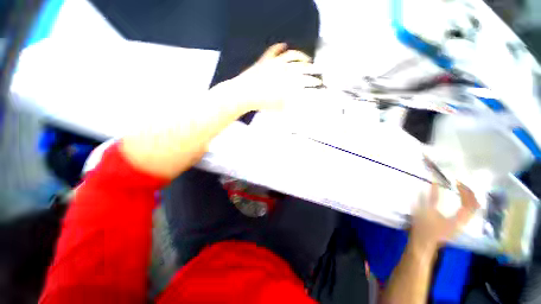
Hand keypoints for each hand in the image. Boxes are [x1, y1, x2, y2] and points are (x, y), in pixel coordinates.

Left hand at [218, 43, 322, 111]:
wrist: (243, 94)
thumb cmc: (261, 102)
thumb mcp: (278, 106)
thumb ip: (290, 103)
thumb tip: (298, 103)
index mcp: (287, 80)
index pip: (306, 79)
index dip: (314, 81)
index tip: (320, 83)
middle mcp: (284, 68)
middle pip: (302, 65)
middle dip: (312, 68)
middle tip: (317, 70)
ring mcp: (274, 62)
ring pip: (291, 54)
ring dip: (300, 55)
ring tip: (306, 58)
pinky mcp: (265, 60)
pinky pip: (273, 51)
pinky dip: (279, 47)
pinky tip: (284, 45)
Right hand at [410, 182, 479, 251]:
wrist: (423, 244)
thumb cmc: (424, 228)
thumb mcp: (425, 211)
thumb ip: (431, 197)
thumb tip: (435, 183)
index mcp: (458, 219)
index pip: (470, 203)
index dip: (465, 191)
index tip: (456, 182)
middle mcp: (464, 222)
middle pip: (474, 205)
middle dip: (469, 193)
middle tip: (459, 184)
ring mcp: (461, 224)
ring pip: (472, 209)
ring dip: (468, 198)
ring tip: (460, 189)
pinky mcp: (457, 225)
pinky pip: (467, 212)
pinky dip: (465, 203)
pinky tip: (458, 200)